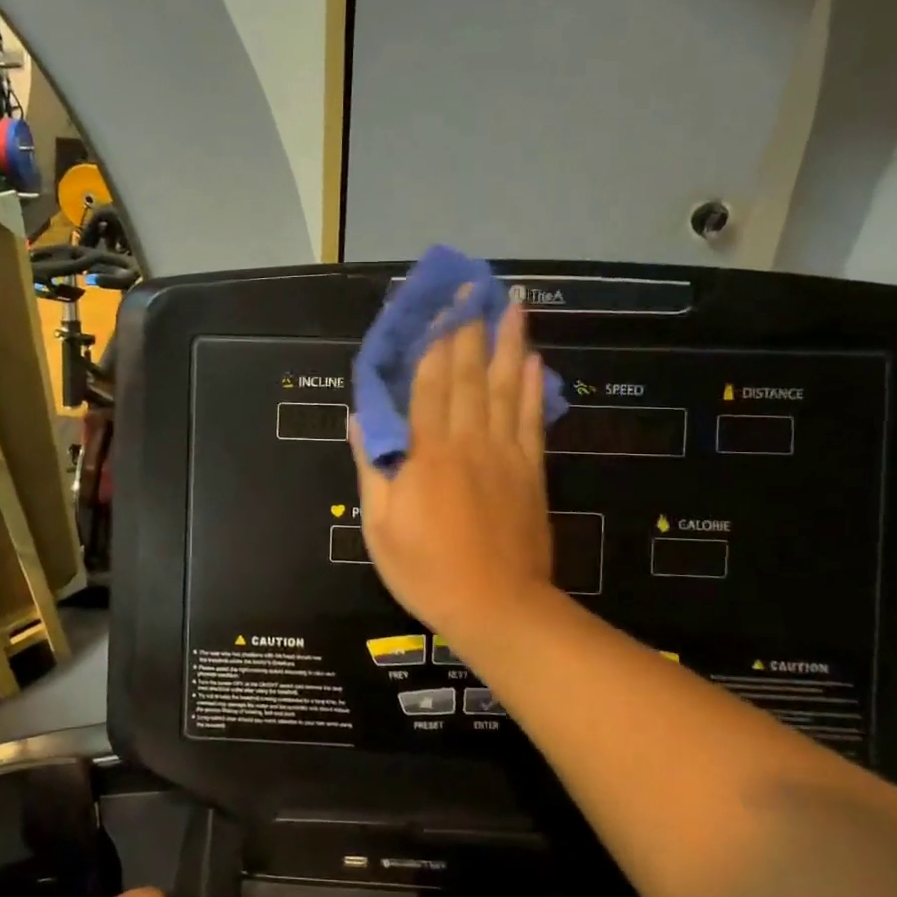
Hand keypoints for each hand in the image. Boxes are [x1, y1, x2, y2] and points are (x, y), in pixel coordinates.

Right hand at [351, 302, 554, 648]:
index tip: (438, 306)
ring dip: (508, 345)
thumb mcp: (380, 525)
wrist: (498, 608)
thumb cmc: (427, 570)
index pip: (429, 385)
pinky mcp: (531, 473)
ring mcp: (505, 456)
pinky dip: (532, 388)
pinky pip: (532, 421)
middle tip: (475, 288)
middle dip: (470, 329)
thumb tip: (361, 419)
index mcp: (427, 454)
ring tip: (512, 307)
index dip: (433, 343)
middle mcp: (468, 443)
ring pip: (505, 389)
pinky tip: (534, 362)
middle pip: (468, 376)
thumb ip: (374, 467)